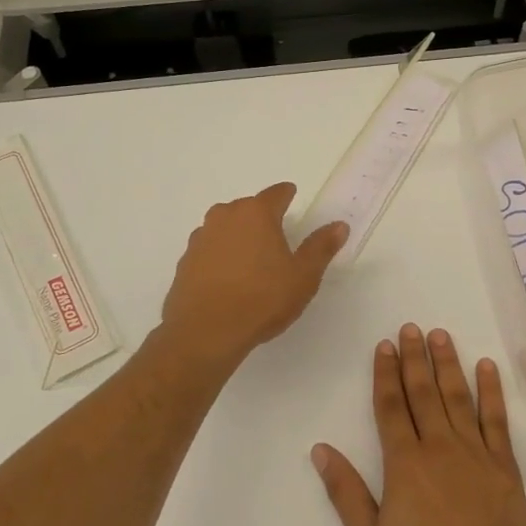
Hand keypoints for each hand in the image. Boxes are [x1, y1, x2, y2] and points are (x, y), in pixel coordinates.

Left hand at [160, 182, 348, 366]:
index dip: (287, 194)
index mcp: (256, 213)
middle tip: (276, 236)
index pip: (276, 194)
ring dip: (238, 236)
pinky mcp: (185, 261)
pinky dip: (220, 257)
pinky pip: (209, 250)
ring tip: (251, 259)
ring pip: (225, 228)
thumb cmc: (262, 299)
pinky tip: (228, 279)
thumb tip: (339, 225)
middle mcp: (225, 217)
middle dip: (261, 217)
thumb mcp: (303, 276)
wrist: (205, 332)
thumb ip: (321, 247)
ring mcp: (200, 238)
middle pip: (248, 208)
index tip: (292, 195)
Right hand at [312, 325, 525, 525]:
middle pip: (423, 393)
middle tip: (410, 328)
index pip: (391, 407)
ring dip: (448, 364)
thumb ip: (346, 493)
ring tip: (440, 335)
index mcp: (405, 464)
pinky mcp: (505, 466)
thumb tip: (321, 450)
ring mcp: (476, 453)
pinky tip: (486, 366)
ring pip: (458, 397)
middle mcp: (439, 448)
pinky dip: (491, 391)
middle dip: (414, 358)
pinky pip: (496, 419)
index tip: (384, 346)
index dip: (385, 374)